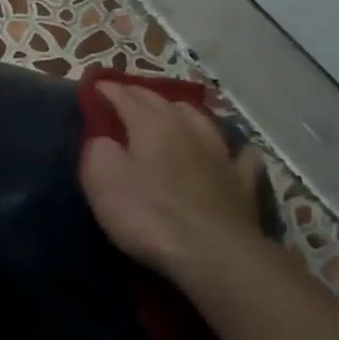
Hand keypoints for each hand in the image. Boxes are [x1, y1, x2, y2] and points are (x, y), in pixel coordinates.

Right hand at [79, 83, 267, 290]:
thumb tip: (103, 140)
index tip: (96, 86)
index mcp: (151, 126)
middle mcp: (188, 129)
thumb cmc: (149, 215)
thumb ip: (97, 151)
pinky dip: (232, 150)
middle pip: (163, 102)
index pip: (126, 98)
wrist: (213, 253)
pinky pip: (241, 157)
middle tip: (126, 94)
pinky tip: (231, 153)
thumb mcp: (102, 181)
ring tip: (174, 112)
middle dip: (141, 95)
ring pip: (201, 120)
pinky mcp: (242, 183)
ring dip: (183, 112)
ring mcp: (220, 155)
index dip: (109, 90)